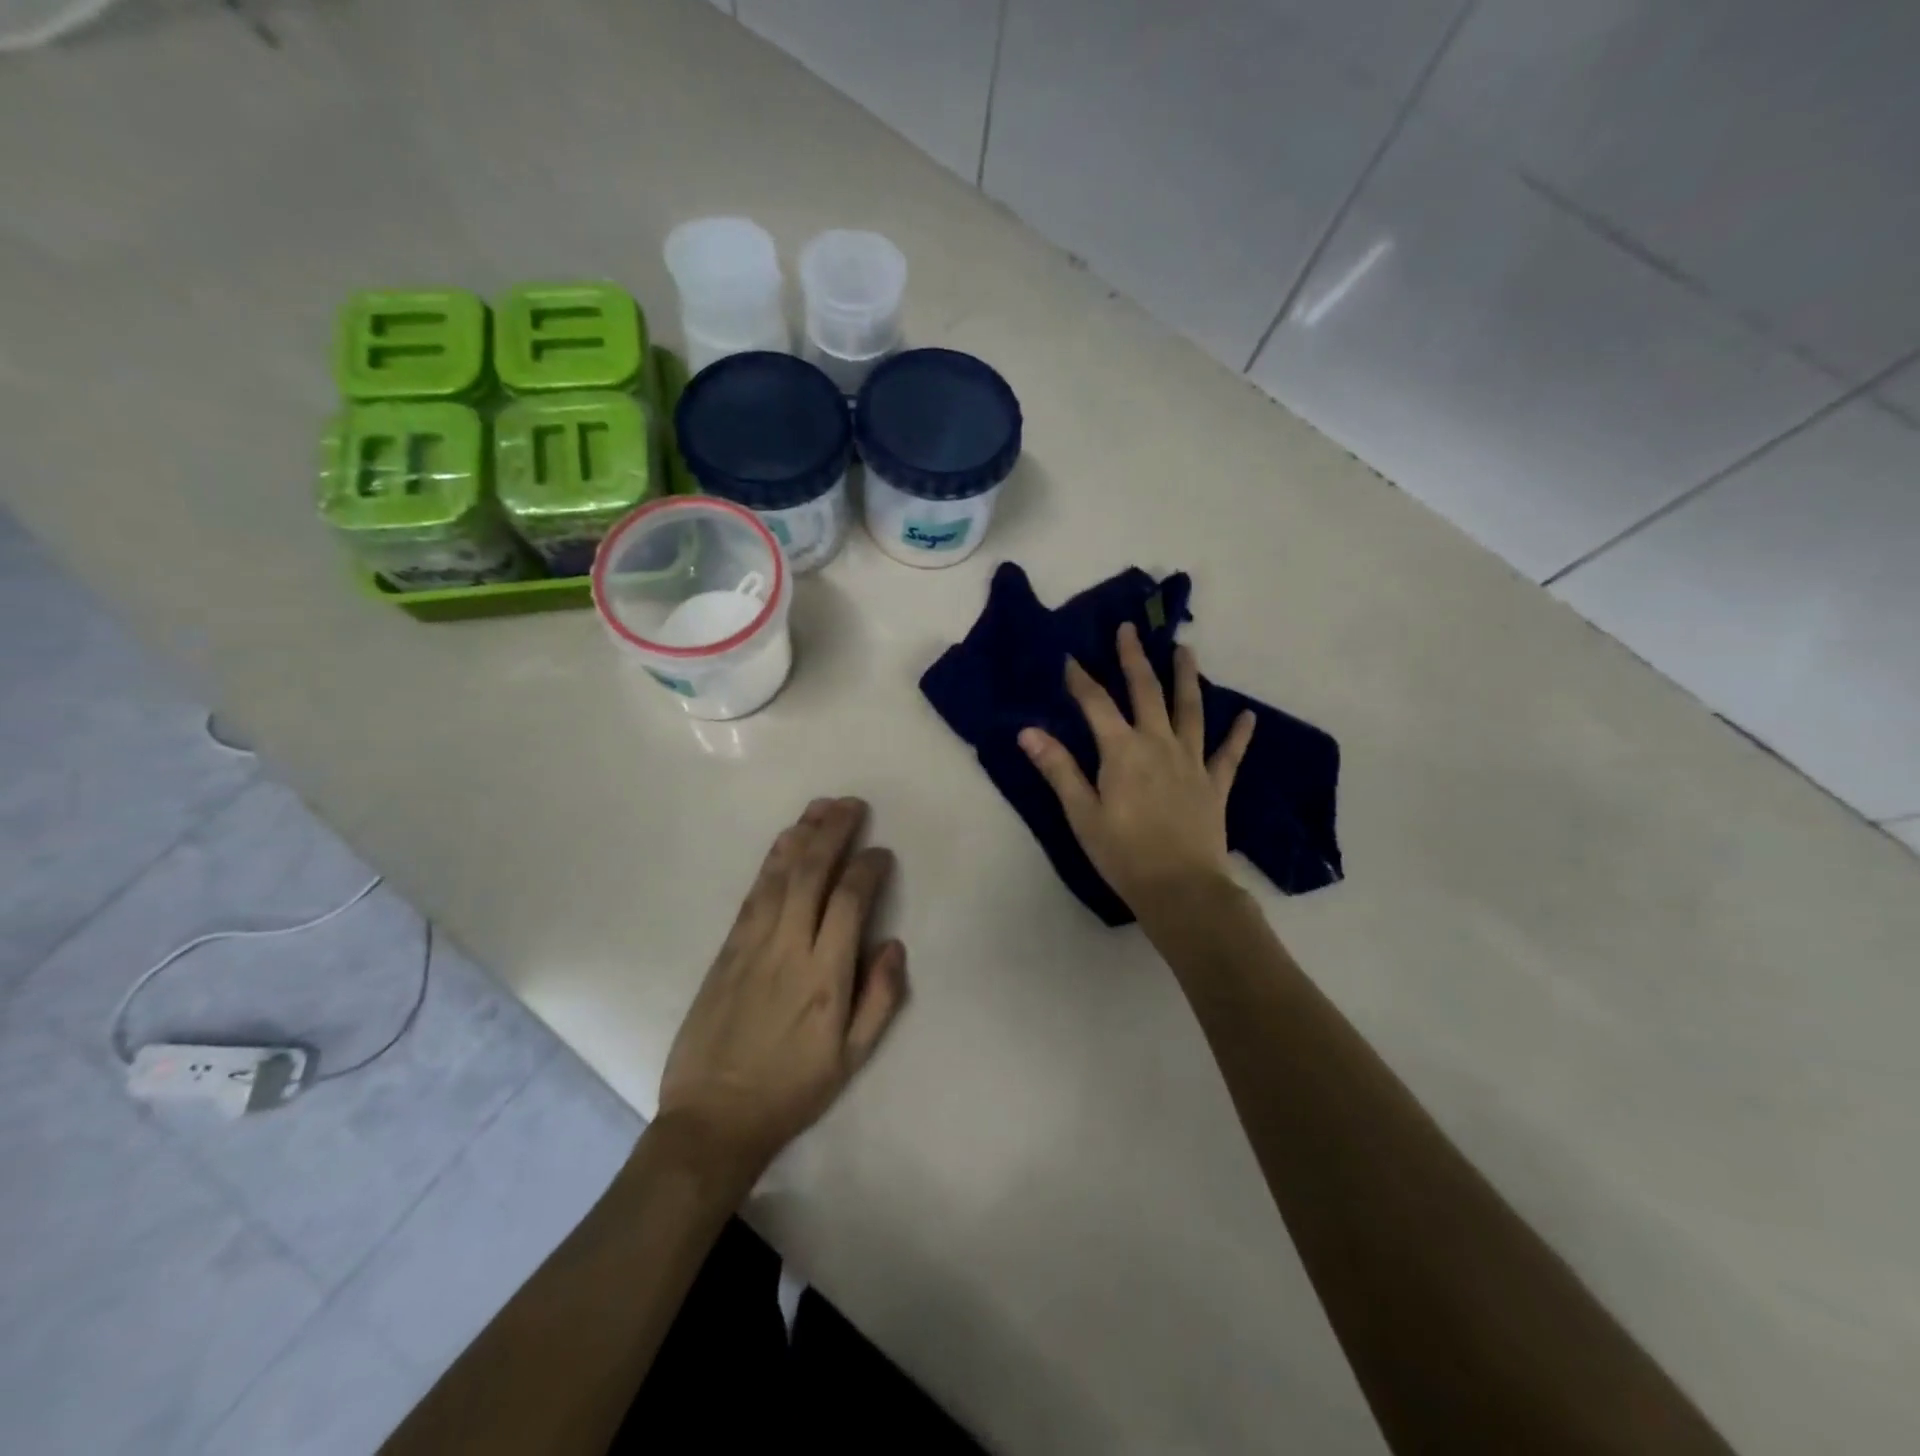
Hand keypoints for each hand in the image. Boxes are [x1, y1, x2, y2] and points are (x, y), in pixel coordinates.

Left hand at [658, 798, 907, 1180]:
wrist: (714, 1118)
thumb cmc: (792, 1090)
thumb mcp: (852, 1059)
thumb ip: (880, 999)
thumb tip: (894, 944)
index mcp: (826, 977)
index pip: (850, 901)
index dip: (867, 868)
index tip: (881, 853)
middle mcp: (789, 949)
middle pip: (812, 874)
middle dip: (833, 832)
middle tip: (852, 804)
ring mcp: (752, 945)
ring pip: (779, 876)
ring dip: (802, 836)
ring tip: (820, 807)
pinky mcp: (726, 950)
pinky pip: (752, 895)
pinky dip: (771, 862)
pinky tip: (783, 843)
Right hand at [1019, 623, 1254, 912]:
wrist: (1181, 888)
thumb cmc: (1123, 853)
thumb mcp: (1082, 813)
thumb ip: (1058, 769)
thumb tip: (1028, 731)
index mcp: (1122, 751)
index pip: (1097, 704)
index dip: (1082, 680)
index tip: (1071, 659)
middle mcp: (1159, 744)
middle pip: (1146, 692)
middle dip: (1134, 659)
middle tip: (1130, 629)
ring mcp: (1192, 762)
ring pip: (1190, 709)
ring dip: (1186, 677)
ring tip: (1185, 649)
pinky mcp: (1215, 784)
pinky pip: (1229, 753)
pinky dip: (1239, 734)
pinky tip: (1248, 716)